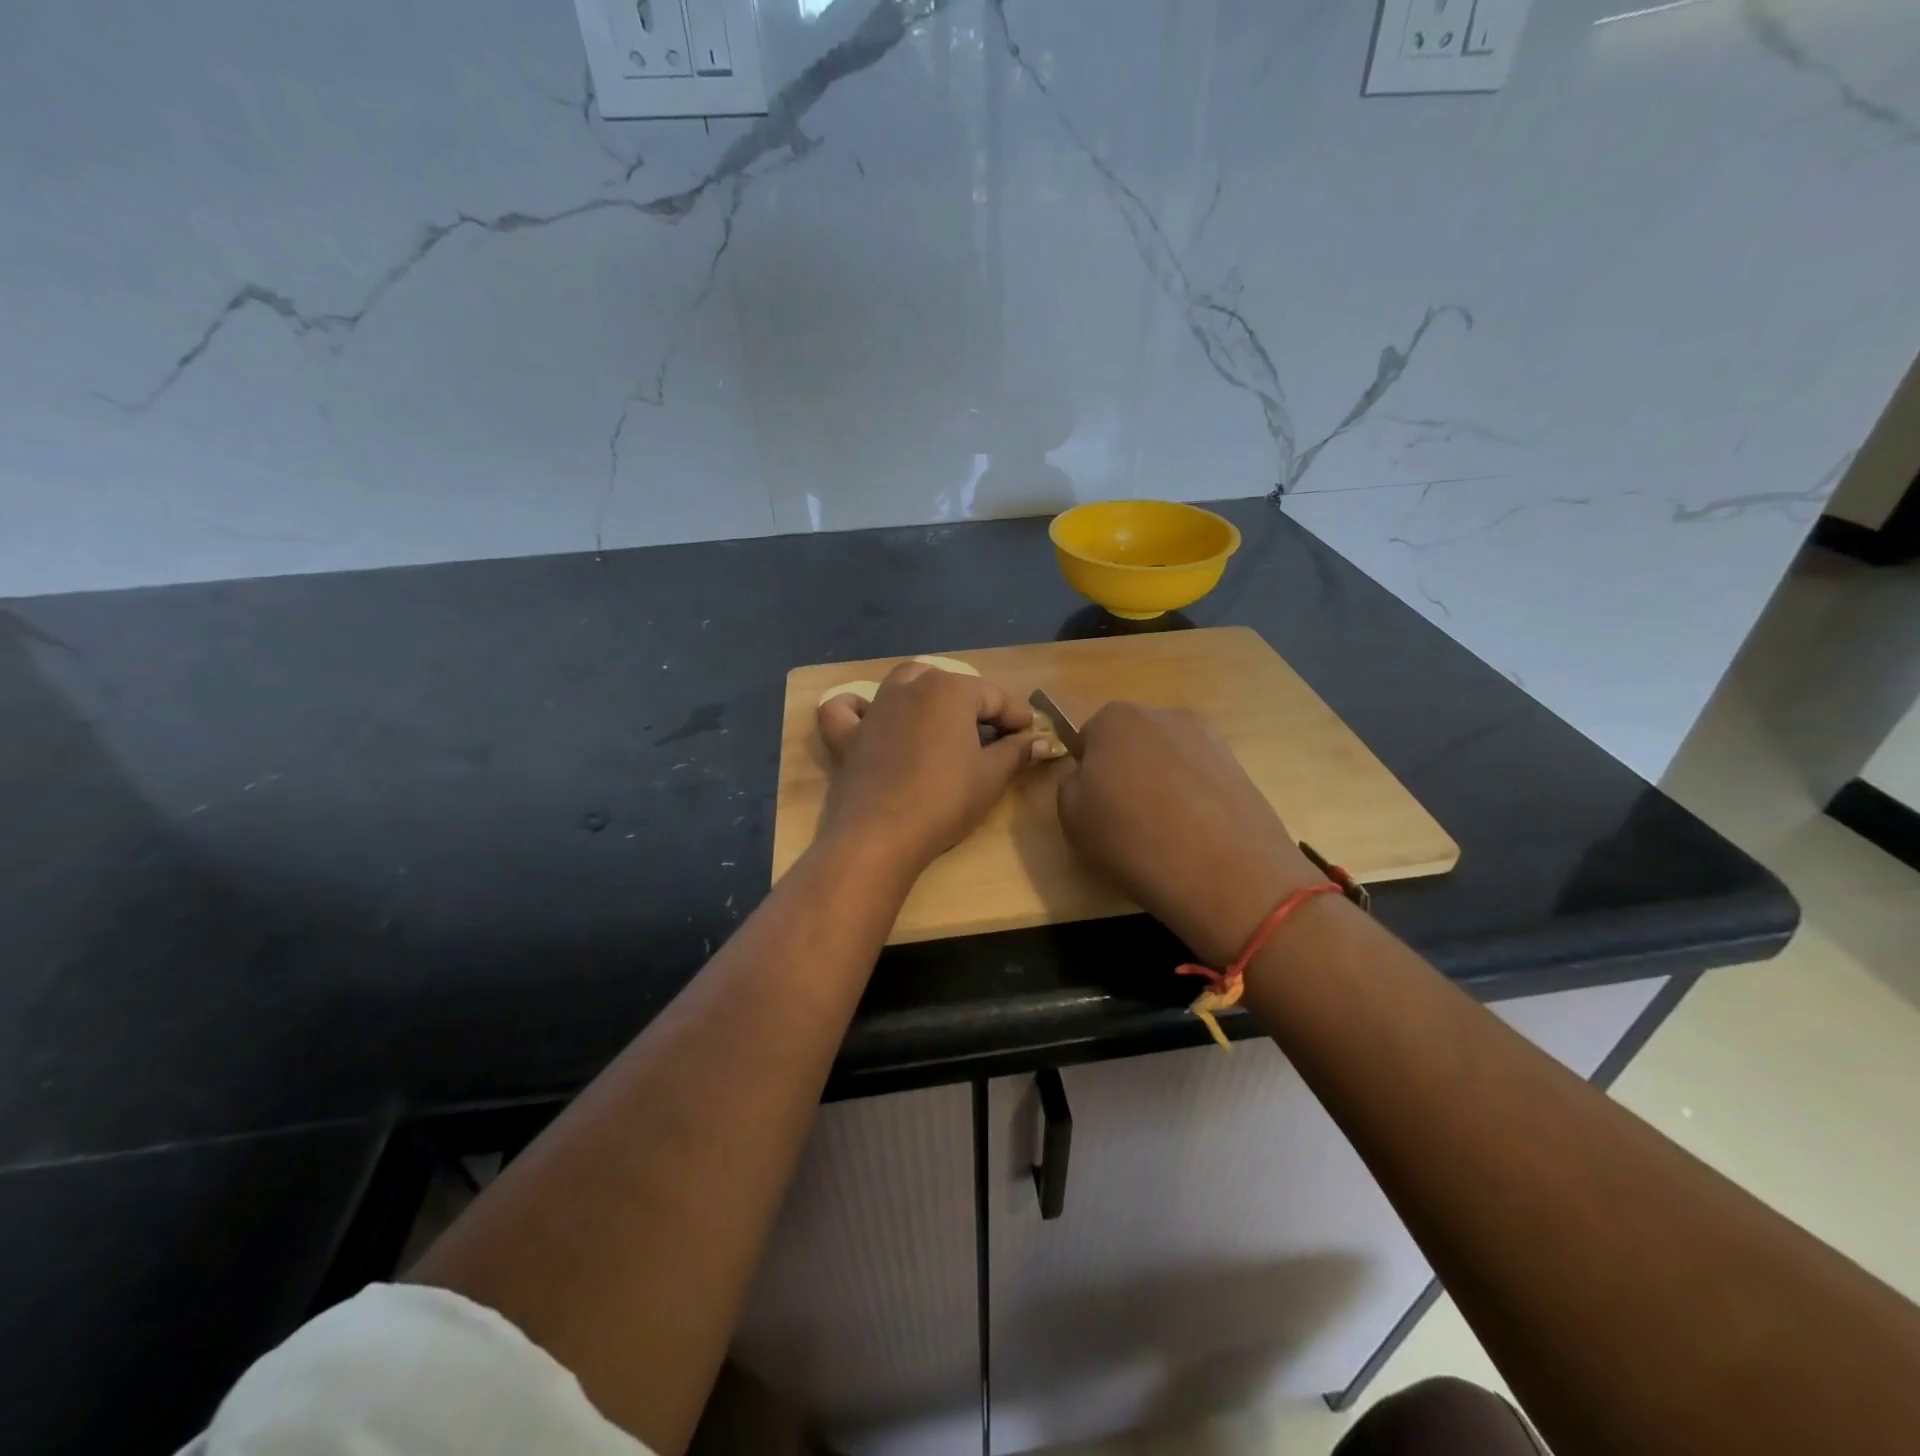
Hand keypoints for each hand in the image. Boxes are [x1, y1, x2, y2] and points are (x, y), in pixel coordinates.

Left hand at [817, 663, 1049, 871]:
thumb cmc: (945, 800)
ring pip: (905, 684)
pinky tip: (871, 717)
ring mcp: (876, 708)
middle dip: (976, 706)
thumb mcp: (991, 776)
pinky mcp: (849, 736)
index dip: (1018, 718)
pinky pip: (848, 710)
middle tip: (995, 737)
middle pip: (951, 686)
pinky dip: (858, 708)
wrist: (881, 834)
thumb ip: (1017, 752)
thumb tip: (1040, 741)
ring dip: (928, 695)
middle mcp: (910, 687)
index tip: (1033, 737)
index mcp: (949, 689)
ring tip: (945, 722)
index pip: (995, 697)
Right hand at [1056, 702, 1324, 966]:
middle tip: (1127, 820)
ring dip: (1162, 784)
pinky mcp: (1238, 765)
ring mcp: (1207, 737)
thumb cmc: (1133, 840)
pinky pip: (1199, 777)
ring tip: (1166, 832)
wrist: (1225, 872)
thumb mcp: (1072, 819)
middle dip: (1127, 773)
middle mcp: (1161, 715)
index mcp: (1114, 718)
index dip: (1089, 776)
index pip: (1088, 740)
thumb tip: (1090, 777)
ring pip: (1167, 759)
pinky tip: (1195, 834)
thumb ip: (1071, 785)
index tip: (1096, 808)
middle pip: (1131, 743)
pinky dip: (1193, 797)